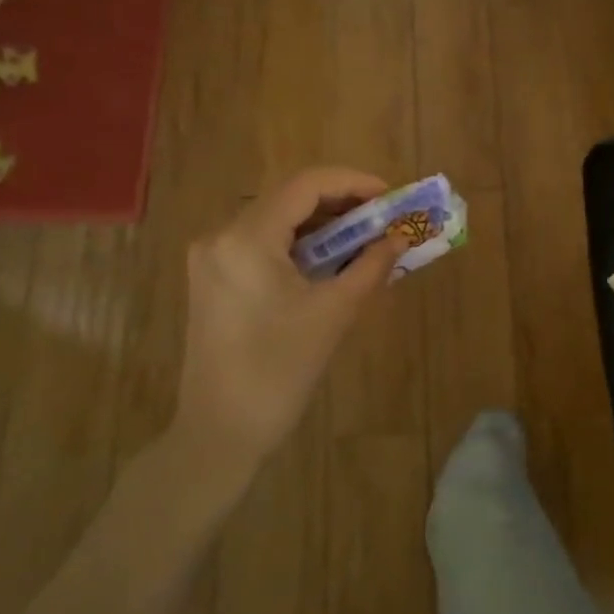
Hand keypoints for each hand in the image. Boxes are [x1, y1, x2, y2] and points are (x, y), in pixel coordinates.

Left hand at [174, 168, 405, 474]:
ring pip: (277, 220)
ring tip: (366, 239)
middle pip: (290, 198)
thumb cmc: (279, 370)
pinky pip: (264, 244)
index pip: (307, 185)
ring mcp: (212, 258)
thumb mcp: (334, 312)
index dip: (354, 183)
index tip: (391, 196)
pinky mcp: (214, 279)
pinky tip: (332, 260)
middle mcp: (222, 236)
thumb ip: (371, 265)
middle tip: (384, 219)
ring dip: (323, 224)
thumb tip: (401, 237)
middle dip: (342, 204)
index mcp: (247, 238)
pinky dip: (300, 245)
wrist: (220, 430)